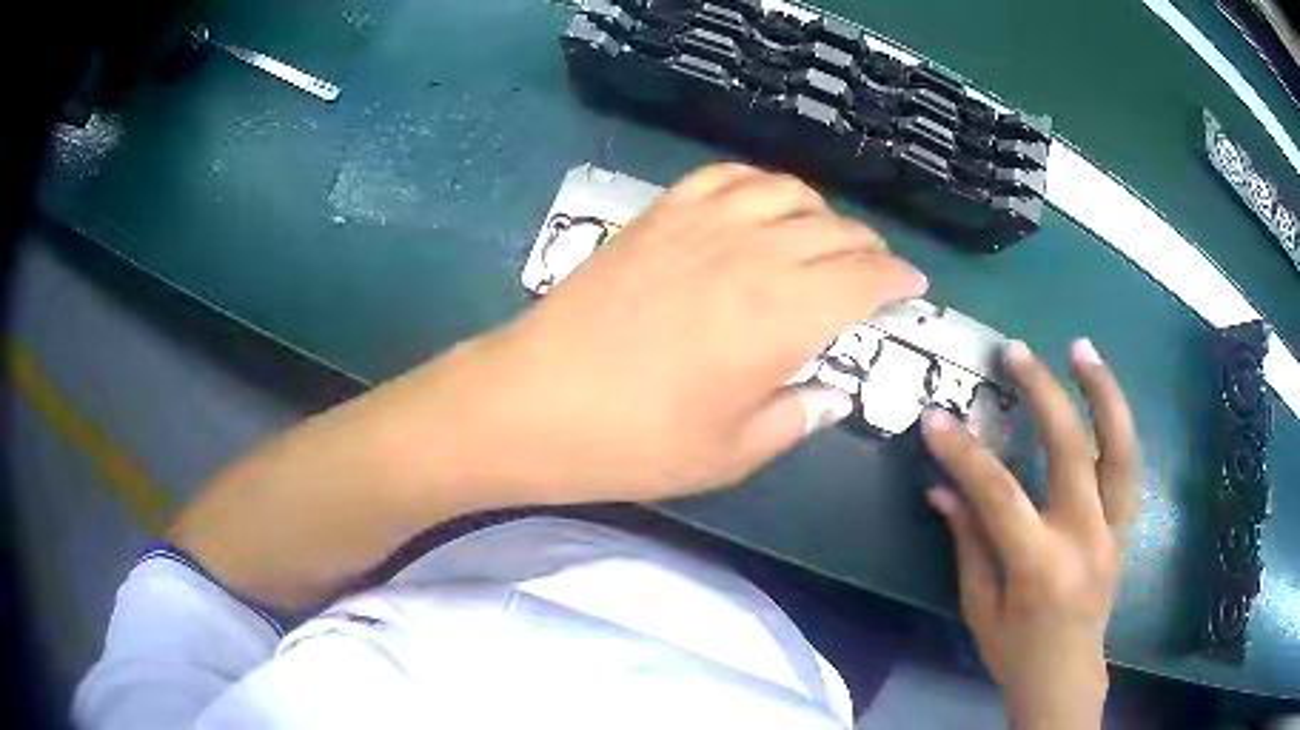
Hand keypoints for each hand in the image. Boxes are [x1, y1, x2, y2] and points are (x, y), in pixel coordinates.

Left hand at [423, 163, 927, 504]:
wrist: (535, 403)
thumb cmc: (637, 442)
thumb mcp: (732, 453)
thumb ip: (797, 416)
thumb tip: (835, 394)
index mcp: (784, 317)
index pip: (866, 279)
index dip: (897, 280)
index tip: (913, 286)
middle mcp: (754, 254)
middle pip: (834, 231)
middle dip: (868, 249)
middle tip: (874, 270)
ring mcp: (701, 225)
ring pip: (786, 192)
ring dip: (820, 211)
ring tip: (824, 236)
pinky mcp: (658, 215)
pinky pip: (724, 176)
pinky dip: (757, 182)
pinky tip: (760, 203)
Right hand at [923, 339, 1136, 729]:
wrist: (1067, 675)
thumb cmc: (1015, 651)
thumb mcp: (980, 607)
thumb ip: (968, 542)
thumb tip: (942, 488)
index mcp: (1040, 566)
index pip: (999, 495)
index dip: (965, 454)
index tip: (935, 419)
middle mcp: (1084, 538)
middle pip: (1072, 450)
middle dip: (1044, 393)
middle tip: (1017, 352)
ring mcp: (1112, 529)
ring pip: (1120, 448)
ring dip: (1103, 392)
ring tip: (1082, 350)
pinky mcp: (1125, 527)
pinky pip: (1128, 466)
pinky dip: (1117, 425)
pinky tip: (1102, 398)